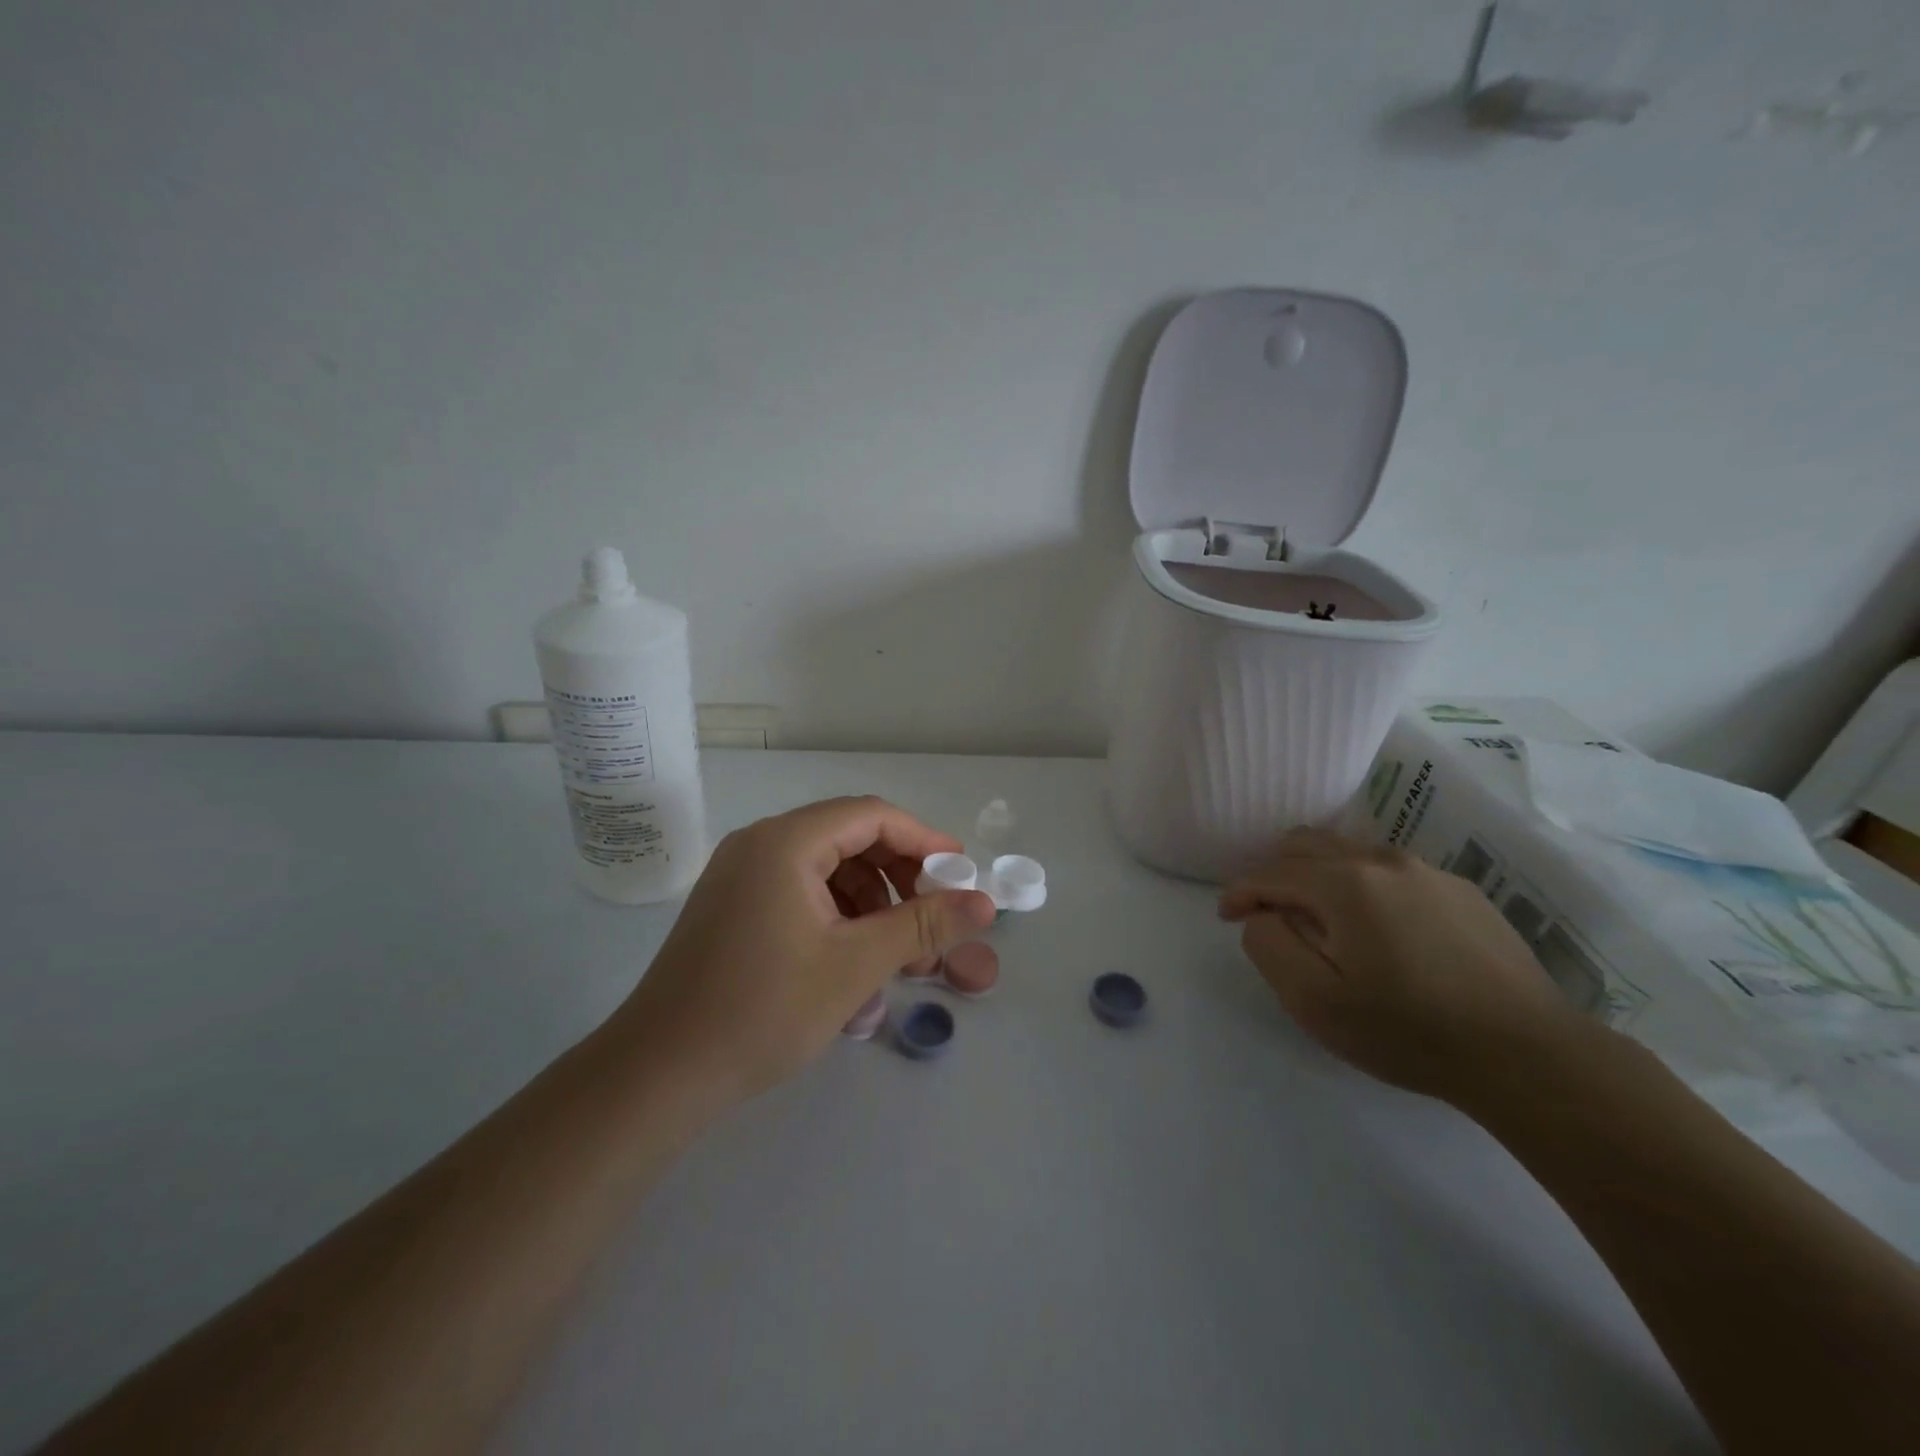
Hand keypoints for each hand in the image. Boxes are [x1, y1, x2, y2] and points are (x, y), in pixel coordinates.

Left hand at [612, 796, 996, 1104]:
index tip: (959, 875)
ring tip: (899, 953)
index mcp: (785, 842)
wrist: (660, 1074)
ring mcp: (741, 874)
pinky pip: (800, 889)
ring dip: (871, 900)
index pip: (871, 815)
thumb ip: (924, 925)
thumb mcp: (856, 965)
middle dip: (898, 876)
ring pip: (827, 867)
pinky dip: (838, 914)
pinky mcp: (733, 904)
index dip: (923, 839)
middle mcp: (760, 843)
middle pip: (849, 837)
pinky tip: (855, 959)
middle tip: (931, 921)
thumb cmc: (764, 1011)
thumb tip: (984, 902)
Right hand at [1218, 829, 1581, 1102]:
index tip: (1226, 916)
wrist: (1529, 1056)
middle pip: (1307, 844)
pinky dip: (1363, 886)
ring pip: (1351, 852)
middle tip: (1269, 913)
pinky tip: (1379, 931)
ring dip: (1319, 876)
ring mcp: (1428, 871)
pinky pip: (1391, 872)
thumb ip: (1269, 945)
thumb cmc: (1408, 1031)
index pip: (1271, 872)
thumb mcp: (1314, 1000)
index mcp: (1344, 882)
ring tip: (1321, 920)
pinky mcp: (1462, 891)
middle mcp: (1383, 860)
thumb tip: (1263, 915)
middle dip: (1275, 872)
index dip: (1240, 892)